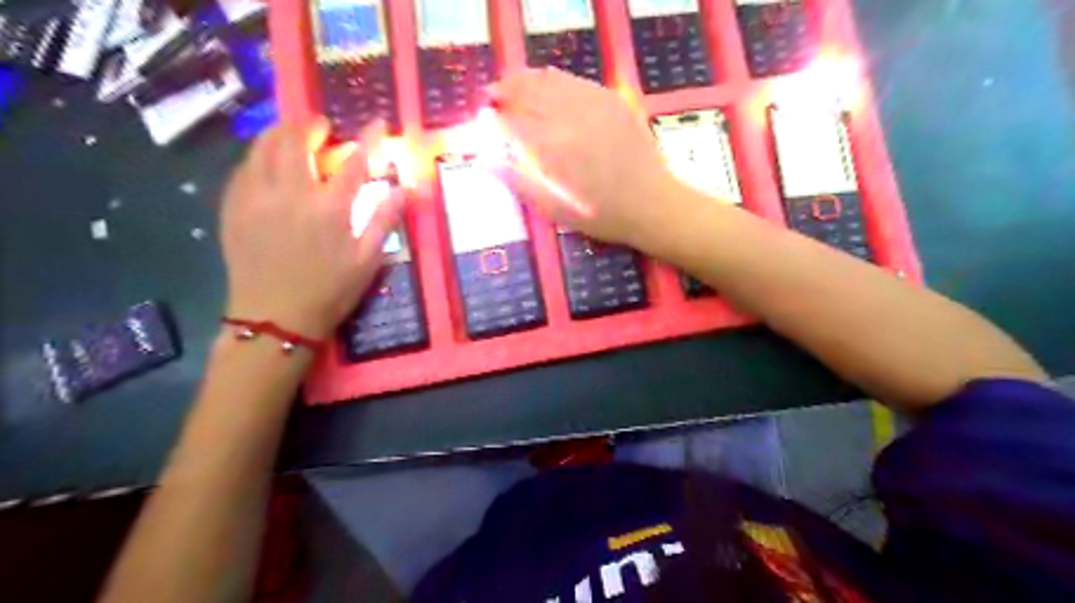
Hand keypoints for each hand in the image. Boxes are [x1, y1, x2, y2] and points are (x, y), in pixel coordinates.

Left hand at [219, 120, 405, 341]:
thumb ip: (383, 221)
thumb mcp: (367, 261)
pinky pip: (243, 168)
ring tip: (292, 132)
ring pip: (263, 148)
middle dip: (311, 126)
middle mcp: (290, 194)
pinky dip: (258, 155)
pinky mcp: (233, 207)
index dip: (369, 139)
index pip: (354, 163)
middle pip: (297, 142)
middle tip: (323, 125)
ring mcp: (256, 198)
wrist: (276, 318)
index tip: (377, 123)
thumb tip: (402, 189)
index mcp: (329, 209)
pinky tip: (265, 161)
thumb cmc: (330, 291)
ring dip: (280, 133)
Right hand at [490, 65, 683, 250]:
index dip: (493, 118)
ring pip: (551, 81)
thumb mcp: (556, 210)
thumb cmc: (603, 215)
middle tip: (492, 94)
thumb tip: (485, 163)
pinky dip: (556, 79)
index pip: (512, 123)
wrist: (653, 204)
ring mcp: (593, 105)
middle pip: (528, 93)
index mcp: (553, 151)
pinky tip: (547, 81)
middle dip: (505, 90)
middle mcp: (569, 120)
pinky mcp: (612, 100)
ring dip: (527, 79)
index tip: (482, 117)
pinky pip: (576, 81)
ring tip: (512, 83)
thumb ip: (519, 184)